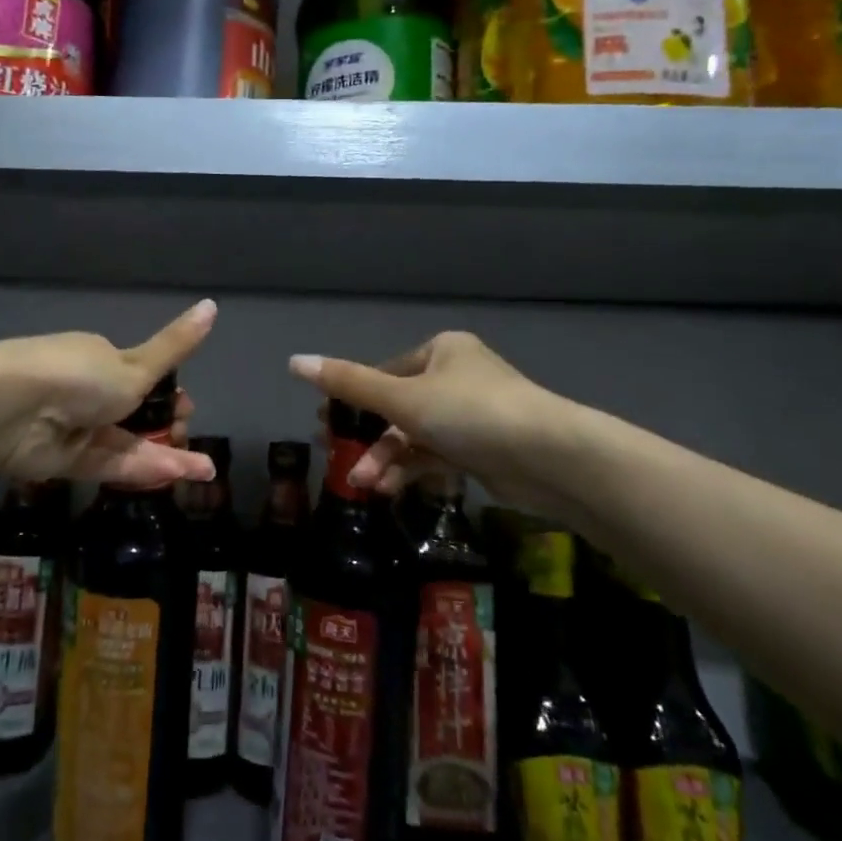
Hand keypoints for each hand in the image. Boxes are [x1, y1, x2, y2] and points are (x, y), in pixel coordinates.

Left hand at [0, 299, 219, 488]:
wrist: (12, 406)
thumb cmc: (79, 375)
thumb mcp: (136, 364)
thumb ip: (176, 346)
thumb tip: (213, 303)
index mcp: (101, 359)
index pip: (141, 378)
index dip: (169, 395)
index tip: (188, 408)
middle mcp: (88, 393)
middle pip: (135, 415)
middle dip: (168, 428)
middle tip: (190, 437)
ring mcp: (77, 428)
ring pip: (128, 444)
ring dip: (166, 455)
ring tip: (204, 470)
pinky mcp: (66, 462)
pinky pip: (111, 465)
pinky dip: (143, 469)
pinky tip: (179, 476)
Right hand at [287, 331, 567, 503]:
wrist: (548, 458)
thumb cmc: (469, 412)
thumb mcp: (402, 397)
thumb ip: (349, 383)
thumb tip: (293, 361)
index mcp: (442, 351)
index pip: (385, 372)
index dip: (352, 398)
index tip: (324, 423)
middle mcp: (456, 377)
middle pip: (397, 407)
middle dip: (368, 437)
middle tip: (334, 455)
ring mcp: (471, 416)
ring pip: (414, 436)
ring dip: (386, 459)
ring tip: (362, 484)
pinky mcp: (482, 450)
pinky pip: (435, 456)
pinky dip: (411, 470)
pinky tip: (387, 489)